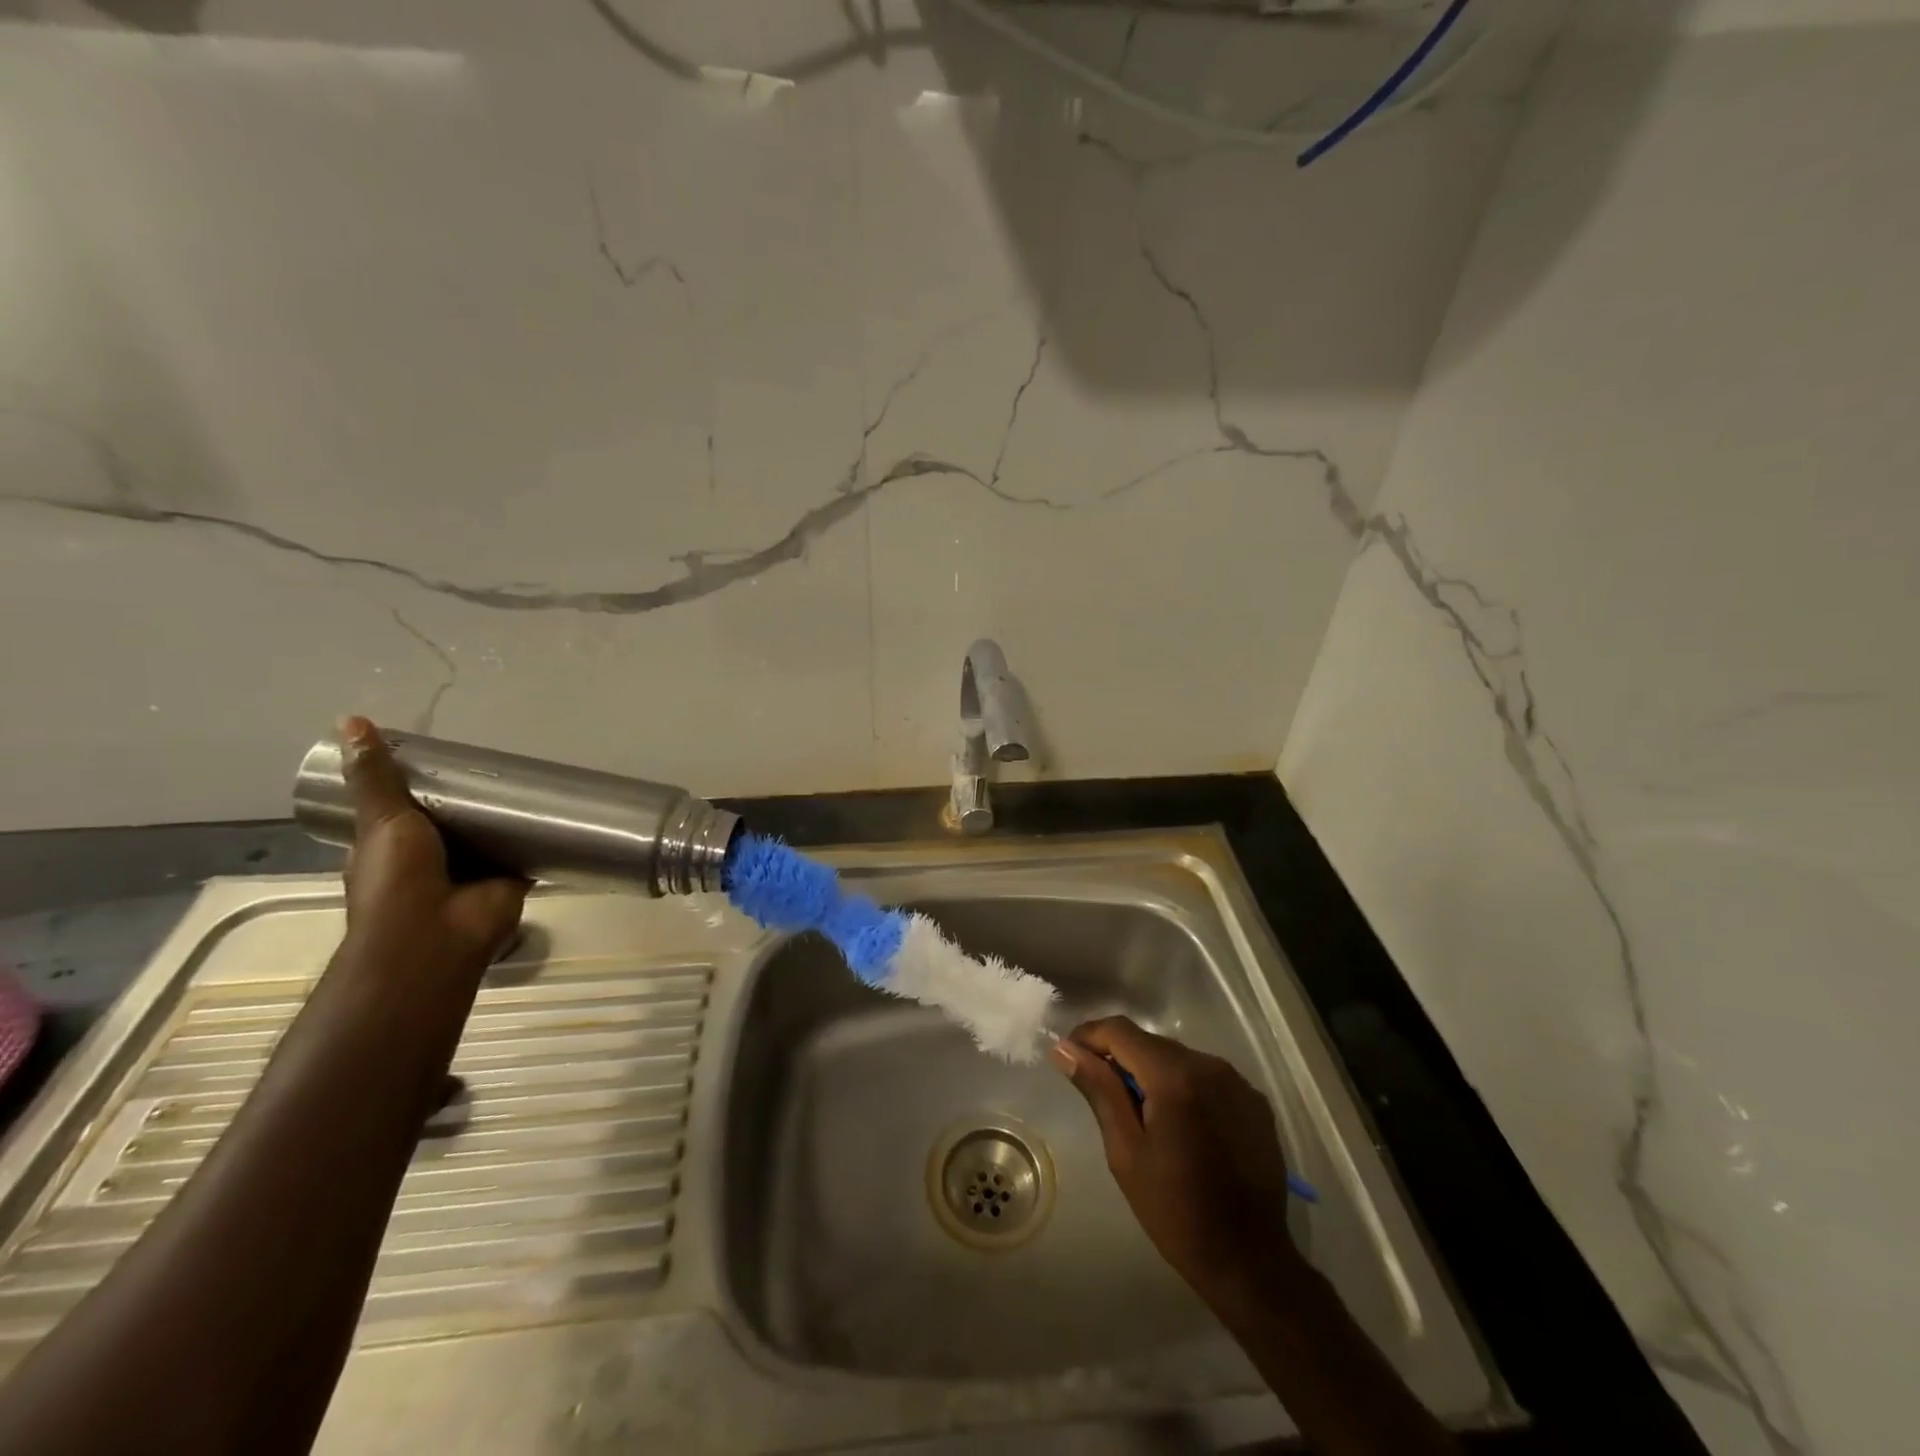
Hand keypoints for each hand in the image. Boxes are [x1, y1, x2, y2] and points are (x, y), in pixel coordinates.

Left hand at [337, 716, 528, 978]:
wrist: (439, 934)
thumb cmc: (397, 880)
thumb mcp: (381, 820)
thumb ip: (376, 777)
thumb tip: (350, 721)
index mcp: (392, 848)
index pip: (405, 809)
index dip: (418, 783)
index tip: (440, 755)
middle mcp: (434, 859)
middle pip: (453, 819)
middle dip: (469, 797)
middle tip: (493, 761)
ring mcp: (474, 870)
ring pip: (492, 834)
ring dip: (506, 815)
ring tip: (528, 777)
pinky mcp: (512, 876)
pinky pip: (528, 850)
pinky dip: (538, 835)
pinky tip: (557, 810)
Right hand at [1052, 1016, 1302, 1304]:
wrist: (1249, 1262)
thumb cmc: (1175, 1210)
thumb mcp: (1125, 1151)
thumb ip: (1098, 1089)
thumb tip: (1064, 1049)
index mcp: (1175, 1076)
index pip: (1120, 1031)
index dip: (1088, 1036)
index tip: (1068, 1056)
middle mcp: (1210, 1065)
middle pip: (1151, 1042)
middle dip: (1120, 1057)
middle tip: (1099, 1090)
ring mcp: (1238, 1082)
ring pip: (1179, 1058)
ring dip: (1152, 1072)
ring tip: (1140, 1112)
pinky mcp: (1255, 1102)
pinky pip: (1207, 1078)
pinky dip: (1184, 1087)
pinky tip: (1180, 1123)